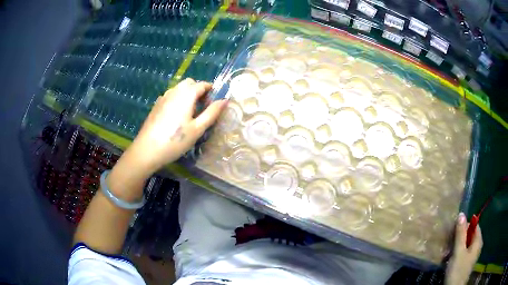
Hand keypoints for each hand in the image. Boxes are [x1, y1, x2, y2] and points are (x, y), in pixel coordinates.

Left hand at [122, 78, 226, 177]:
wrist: (147, 150)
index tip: (215, 101)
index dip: (211, 90)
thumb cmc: (175, 141)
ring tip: (190, 113)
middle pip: (189, 83)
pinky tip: (176, 116)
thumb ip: (212, 113)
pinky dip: (178, 99)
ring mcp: (163, 97)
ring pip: (179, 88)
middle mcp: (174, 91)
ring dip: (188, 94)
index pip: (202, 84)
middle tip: (203, 107)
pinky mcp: (156, 105)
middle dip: (199, 90)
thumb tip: (225, 100)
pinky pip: (170, 96)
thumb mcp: (197, 129)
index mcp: (186, 95)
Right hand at [445, 212, 482, 284]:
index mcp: (478, 241)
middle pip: (469, 235)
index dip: (465, 225)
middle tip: (449, 242)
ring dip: (456, 247)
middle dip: (459, 238)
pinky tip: (448, 260)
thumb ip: (460, 233)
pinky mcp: (465, 264)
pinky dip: (456, 254)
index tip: (454, 230)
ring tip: (447, 253)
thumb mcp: (458, 252)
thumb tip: (461, 214)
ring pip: (465, 245)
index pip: (474, 225)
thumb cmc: (458, 270)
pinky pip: (462, 254)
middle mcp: (476, 246)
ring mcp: (471, 256)